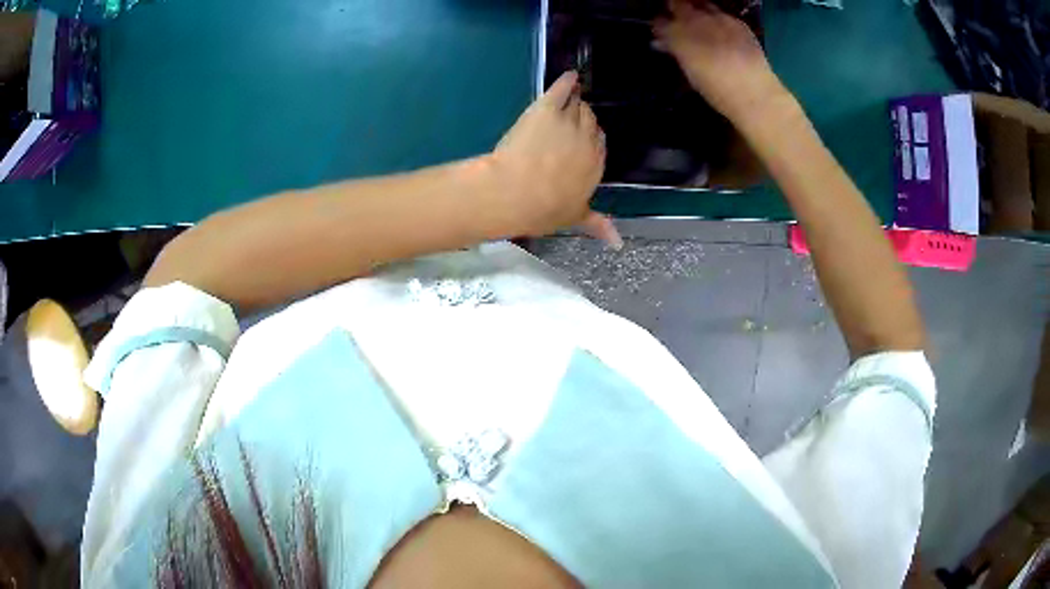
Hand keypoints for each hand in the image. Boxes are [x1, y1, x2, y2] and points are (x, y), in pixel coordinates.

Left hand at [489, 71, 621, 246]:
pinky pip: (562, 89)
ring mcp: (569, 122)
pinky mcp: (548, 108)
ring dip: (574, 103)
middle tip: (570, 121)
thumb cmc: (542, 209)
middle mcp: (588, 142)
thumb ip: (597, 224)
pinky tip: (569, 76)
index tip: (581, 141)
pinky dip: (566, 81)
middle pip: (591, 123)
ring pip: (578, 106)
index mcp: (595, 167)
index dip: (590, 141)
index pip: (599, 146)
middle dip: (582, 121)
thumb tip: (618, 243)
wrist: (514, 191)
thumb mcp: (573, 217)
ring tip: (568, 100)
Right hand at [655, 0, 783, 124]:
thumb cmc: (718, 92)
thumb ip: (676, 53)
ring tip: (700, 23)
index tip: (661, 35)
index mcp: (679, 36)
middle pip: (678, 5)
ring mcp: (719, 19)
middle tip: (678, 23)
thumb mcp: (690, 74)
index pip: (660, 23)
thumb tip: (661, 43)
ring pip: (701, 5)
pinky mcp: (739, 22)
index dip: (659, 28)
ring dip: (697, 11)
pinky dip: (718, 19)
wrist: (755, 94)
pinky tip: (723, 32)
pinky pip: (723, 14)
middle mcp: (697, 21)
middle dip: (676, 11)